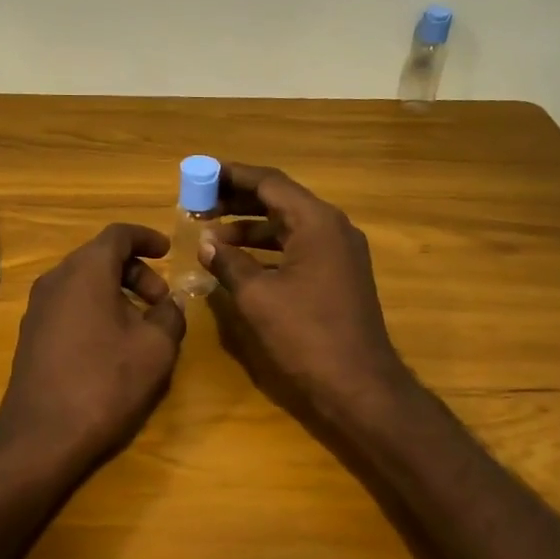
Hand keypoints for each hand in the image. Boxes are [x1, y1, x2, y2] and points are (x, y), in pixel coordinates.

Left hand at [0, 223, 186, 482]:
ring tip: (142, 325)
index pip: (118, 234)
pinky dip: (96, 308)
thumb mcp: (156, 348)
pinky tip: (113, 344)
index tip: (169, 251)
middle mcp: (56, 279)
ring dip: (117, 292)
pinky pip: (70, 304)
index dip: (147, 238)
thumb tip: (172, 303)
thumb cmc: (105, 382)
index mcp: (86, 271)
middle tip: (162, 301)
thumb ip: (171, 315)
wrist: (42, 436)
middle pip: (100, 257)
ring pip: (84, 282)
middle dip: (136, 271)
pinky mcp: (32, 333)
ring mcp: (38, 307)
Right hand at [200, 164, 411, 428]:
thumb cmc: (306, 334)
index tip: (200, 174)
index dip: (231, 176)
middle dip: (238, 200)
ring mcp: (340, 252)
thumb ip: (229, 262)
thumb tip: (206, 243)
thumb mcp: (257, 296)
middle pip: (280, 200)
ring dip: (251, 227)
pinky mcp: (340, 275)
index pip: (269, 182)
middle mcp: (333, 228)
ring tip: (211, 234)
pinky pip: (299, 247)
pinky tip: (241, 262)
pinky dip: (268, 249)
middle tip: (200, 203)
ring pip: (289, 225)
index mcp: (316, 222)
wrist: (359, 384)